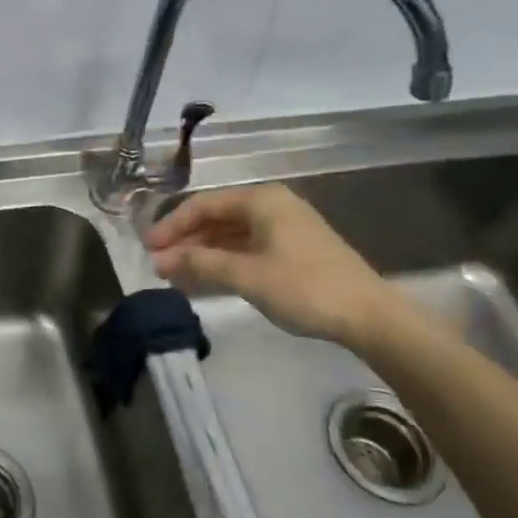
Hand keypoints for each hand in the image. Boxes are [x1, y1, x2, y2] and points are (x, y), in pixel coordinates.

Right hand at [144, 183, 406, 349]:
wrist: (369, 316)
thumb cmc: (304, 287)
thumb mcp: (246, 275)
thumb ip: (201, 263)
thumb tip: (162, 259)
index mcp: (261, 200)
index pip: (204, 205)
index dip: (172, 225)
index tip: (148, 248)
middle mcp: (272, 206)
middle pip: (217, 217)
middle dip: (186, 241)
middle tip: (159, 264)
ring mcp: (285, 228)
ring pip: (232, 234)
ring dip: (203, 252)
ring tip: (176, 274)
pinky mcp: (294, 251)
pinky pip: (247, 248)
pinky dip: (225, 260)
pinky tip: (207, 278)